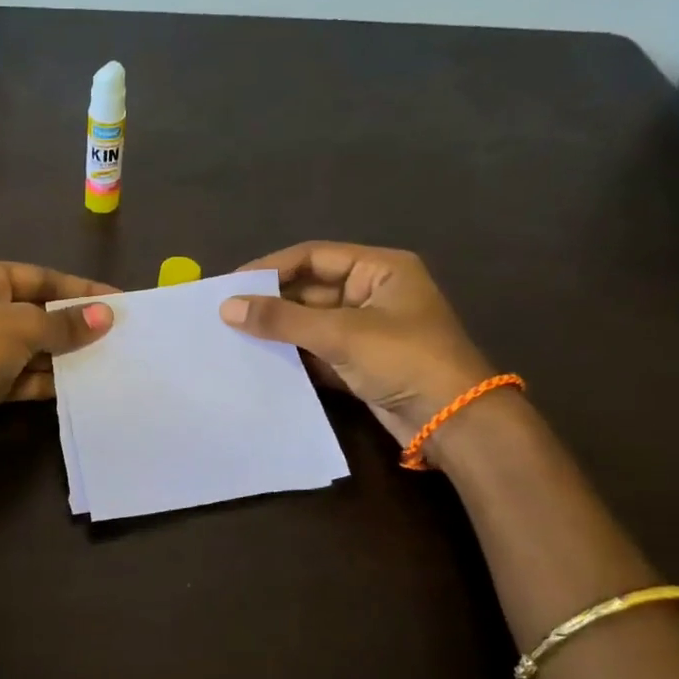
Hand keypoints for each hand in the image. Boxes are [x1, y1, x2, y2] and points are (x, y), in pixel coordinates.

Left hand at [0, 258, 115, 449]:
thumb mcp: (20, 325)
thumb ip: (64, 324)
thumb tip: (106, 317)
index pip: (40, 278)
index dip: (80, 290)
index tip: (119, 301)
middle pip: (38, 313)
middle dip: (75, 325)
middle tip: (119, 334)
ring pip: (33, 348)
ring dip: (66, 355)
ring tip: (110, 359)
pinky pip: (25, 377)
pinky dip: (50, 380)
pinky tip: (82, 383)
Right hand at [219, 241, 493, 445]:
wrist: (452, 421)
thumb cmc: (404, 360)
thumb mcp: (340, 334)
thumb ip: (282, 320)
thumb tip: (227, 307)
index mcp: (380, 269)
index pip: (314, 257)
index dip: (271, 268)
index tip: (231, 285)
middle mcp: (373, 293)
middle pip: (310, 289)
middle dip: (271, 302)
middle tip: (226, 314)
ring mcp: (367, 329)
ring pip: (311, 322)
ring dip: (278, 330)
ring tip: (234, 337)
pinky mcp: (360, 362)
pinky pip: (317, 350)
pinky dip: (292, 355)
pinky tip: (260, 361)